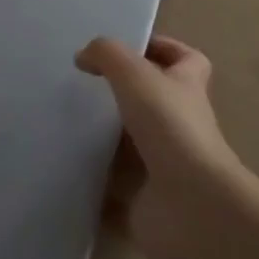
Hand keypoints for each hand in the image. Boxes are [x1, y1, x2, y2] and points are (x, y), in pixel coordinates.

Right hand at [76, 36, 248, 258]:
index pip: (186, 60)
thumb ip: (107, 55)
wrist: (192, 208)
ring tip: (68, 124)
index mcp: (187, 89)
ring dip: (107, 139)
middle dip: (125, 95)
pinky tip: (67, 169)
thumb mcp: (134, 74)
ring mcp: (166, 167)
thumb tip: (84, 56)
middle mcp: (181, 126)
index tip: (129, 49)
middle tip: (87, 88)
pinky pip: (115, 191)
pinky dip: (95, 184)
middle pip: (156, 102)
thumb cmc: (170, 127)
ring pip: (133, 146)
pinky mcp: (146, 204)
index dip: (164, 49)